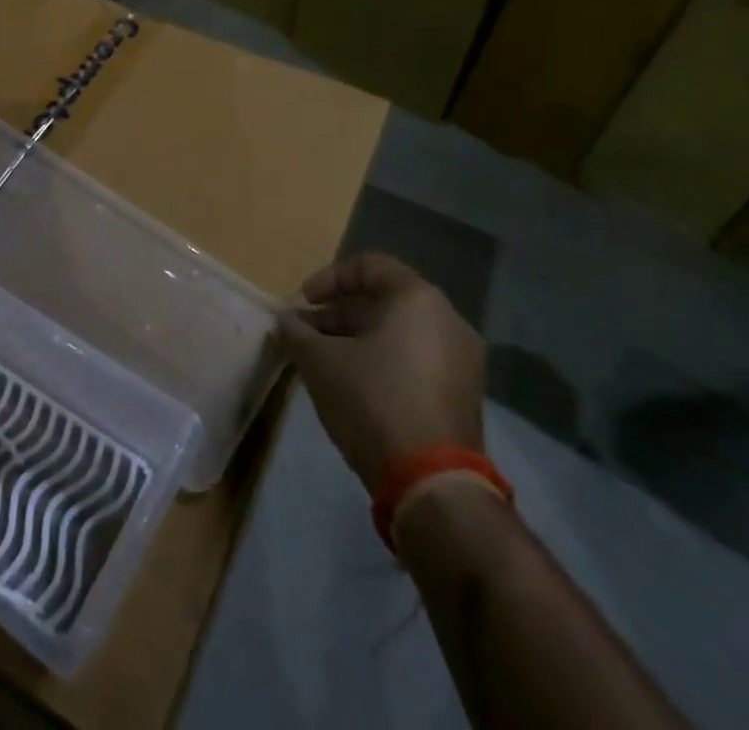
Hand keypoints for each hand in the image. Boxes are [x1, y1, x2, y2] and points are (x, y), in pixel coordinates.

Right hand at [280, 253, 484, 494]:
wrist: (432, 482)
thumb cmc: (372, 400)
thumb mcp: (319, 361)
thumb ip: (297, 332)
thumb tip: (285, 321)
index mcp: (418, 299)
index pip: (368, 266)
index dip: (328, 279)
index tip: (303, 302)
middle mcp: (448, 320)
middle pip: (384, 300)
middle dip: (338, 313)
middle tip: (304, 332)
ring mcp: (462, 360)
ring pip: (399, 332)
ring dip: (357, 338)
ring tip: (321, 359)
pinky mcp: (463, 395)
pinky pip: (415, 359)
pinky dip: (382, 360)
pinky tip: (351, 383)